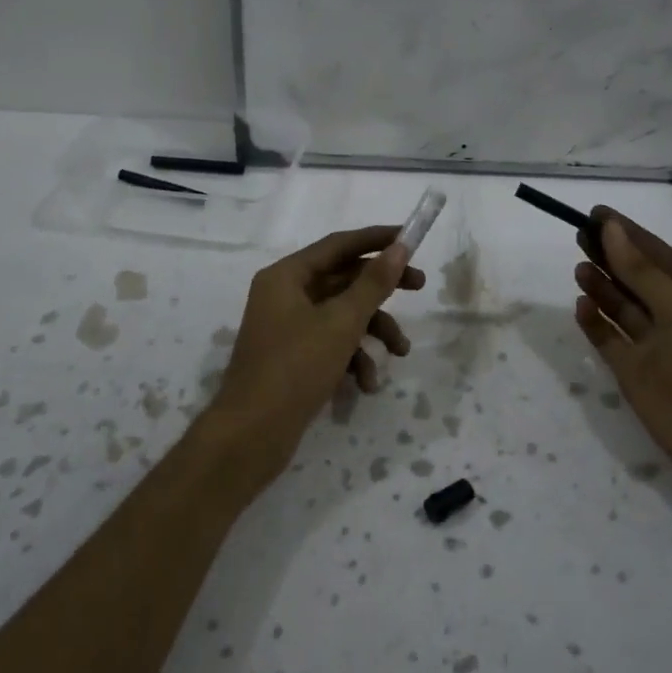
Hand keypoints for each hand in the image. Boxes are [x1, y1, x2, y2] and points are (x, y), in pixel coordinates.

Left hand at [201, 226, 424, 482]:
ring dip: (373, 331)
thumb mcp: (342, 322)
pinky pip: (330, 344)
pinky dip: (352, 359)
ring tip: (400, 353)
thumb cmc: (295, 368)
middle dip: (382, 289)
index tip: (411, 238)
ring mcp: (288, 327)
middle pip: (343, 279)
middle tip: (420, 285)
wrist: (251, 435)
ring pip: (341, 315)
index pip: (339, 245)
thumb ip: (373, 284)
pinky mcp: (293, 357)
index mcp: (287, 276)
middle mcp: (285, 295)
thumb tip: (399, 247)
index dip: (377, 239)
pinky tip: (366, 385)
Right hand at [572, 209, 671, 485]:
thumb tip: (612, 229)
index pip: (658, 253)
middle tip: (577, 233)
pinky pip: (610, 340)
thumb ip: (642, 272)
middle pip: (636, 277)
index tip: (596, 212)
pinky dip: (595, 323)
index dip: (628, 232)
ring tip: (577, 266)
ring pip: (622, 307)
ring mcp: (655, 346)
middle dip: (610, 255)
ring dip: (601, 286)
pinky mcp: (636, 373)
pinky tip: (581, 305)